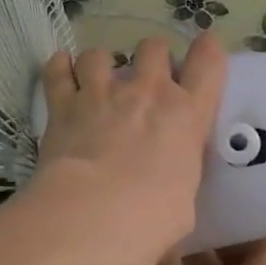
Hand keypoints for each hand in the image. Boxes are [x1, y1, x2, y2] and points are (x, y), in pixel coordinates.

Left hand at [31, 33, 225, 261]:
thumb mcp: (184, 206)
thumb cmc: (154, 217)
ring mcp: (102, 92)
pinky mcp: (63, 103)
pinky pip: (58, 70)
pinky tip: (61, 71)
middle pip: (153, 47)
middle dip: (152, 57)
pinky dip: (59, 67)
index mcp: (187, 115)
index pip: (208, 64)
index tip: (205, 48)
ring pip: (101, 53)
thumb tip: (167, 211)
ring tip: (98, 80)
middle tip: (146, 79)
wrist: (96, 214)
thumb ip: (176, 190)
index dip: (208, 50)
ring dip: (101, 63)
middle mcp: (147, 92)